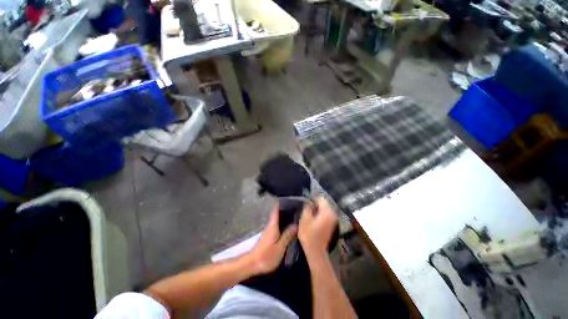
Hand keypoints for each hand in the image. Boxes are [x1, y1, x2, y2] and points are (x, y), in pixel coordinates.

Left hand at [246, 205, 297, 274]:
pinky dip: (283, 223)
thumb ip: (287, 235)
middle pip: (278, 213)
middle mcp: (270, 225)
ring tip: (295, 215)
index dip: (281, 203)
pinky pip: (277, 225)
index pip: (276, 210)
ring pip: (278, 220)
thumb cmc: (266, 255)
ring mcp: (269, 231)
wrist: (252, 264)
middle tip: (297, 207)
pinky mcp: (268, 236)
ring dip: (285, 216)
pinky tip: (289, 227)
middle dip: (286, 209)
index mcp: (273, 225)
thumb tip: (295, 225)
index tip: (289, 199)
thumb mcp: (280, 247)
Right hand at [298, 197, 337, 257]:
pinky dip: (321, 214)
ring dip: (318, 209)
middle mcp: (333, 214)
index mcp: (326, 212)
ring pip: (325, 208)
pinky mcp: (332, 224)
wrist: (316, 251)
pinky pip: (326, 214)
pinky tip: (315, 218)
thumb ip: (307, 207)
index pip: (321, 198)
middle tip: (307, 208)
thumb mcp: (304, 219)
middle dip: (316, 204)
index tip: (306, 203)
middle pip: (324, 203)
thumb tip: (309, 202)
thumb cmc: (309, 235)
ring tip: (310, 213)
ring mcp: (334, 219)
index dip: (313, 199)